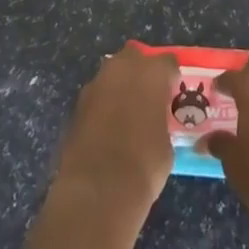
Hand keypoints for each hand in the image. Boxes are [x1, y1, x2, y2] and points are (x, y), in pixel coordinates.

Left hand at [53, 45, 178, 214]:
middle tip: (148, 98)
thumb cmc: (145, 165)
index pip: (168, 62)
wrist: (97, 191)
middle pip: (134, 57)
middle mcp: (122, 69)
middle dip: (140, 72)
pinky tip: (107, 130)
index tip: (173, 94)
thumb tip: (153, 123)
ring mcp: (95, 86)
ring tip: (126, 115)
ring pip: (111, 75)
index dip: (171, 78)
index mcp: (152, 72)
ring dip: (119, 88)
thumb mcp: (166, 142)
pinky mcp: (75, 107)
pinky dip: (102, 107)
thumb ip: (160, 120)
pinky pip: (96, 98)